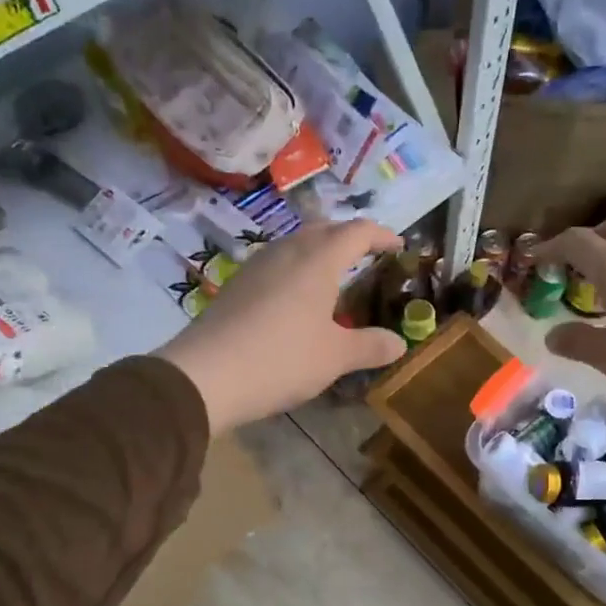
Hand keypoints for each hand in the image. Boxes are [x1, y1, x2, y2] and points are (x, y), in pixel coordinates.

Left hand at [156, 220, 407, 432]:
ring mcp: (256, 265)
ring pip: (296, 245)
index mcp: (318, 260)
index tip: (399, 247)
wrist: (206, 375)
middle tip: (368, 258)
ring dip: (319, 252)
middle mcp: (287, 251)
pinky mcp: (236, 285)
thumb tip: (399, 344)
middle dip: (349, 239)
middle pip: (324, 230)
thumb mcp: (335, 357)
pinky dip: (296, 271)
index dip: (382, 235)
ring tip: (334, 278)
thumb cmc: (282, 359)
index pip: (358, 232)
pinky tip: (296, 300)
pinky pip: (276, 264)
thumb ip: (370, 346)